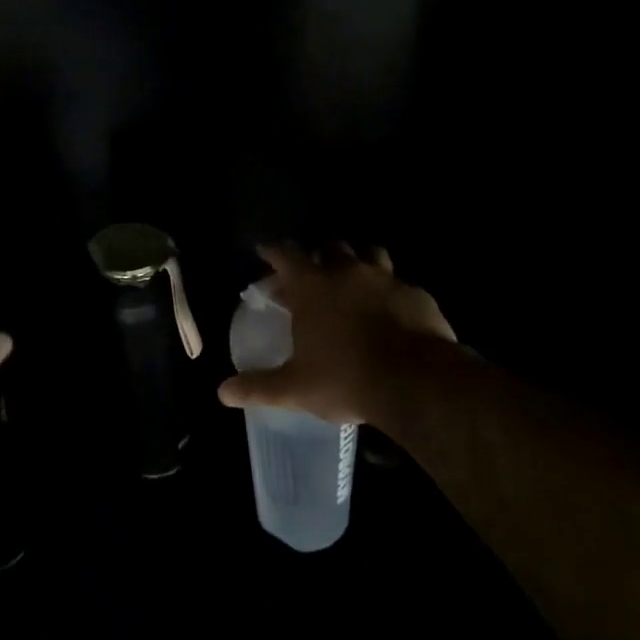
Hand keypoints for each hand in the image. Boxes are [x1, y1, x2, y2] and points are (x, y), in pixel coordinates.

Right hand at [217, 244, 457, 427]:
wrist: (415, 381)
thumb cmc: (345, 378)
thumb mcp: (295, 387)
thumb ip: (259, 386)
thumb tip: (223, 392)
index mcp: (312, 286)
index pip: (286, 254)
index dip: (273, 251)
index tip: (265, 252)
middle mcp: (347, 271)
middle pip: (329, 247)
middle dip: (319, 256)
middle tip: (313, 275)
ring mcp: (385, 279)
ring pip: (369, 254)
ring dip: (359, 263)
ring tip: (355, 282)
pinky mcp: (416, 293)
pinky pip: (400, 283)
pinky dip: (391, 292)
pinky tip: (391, 311)